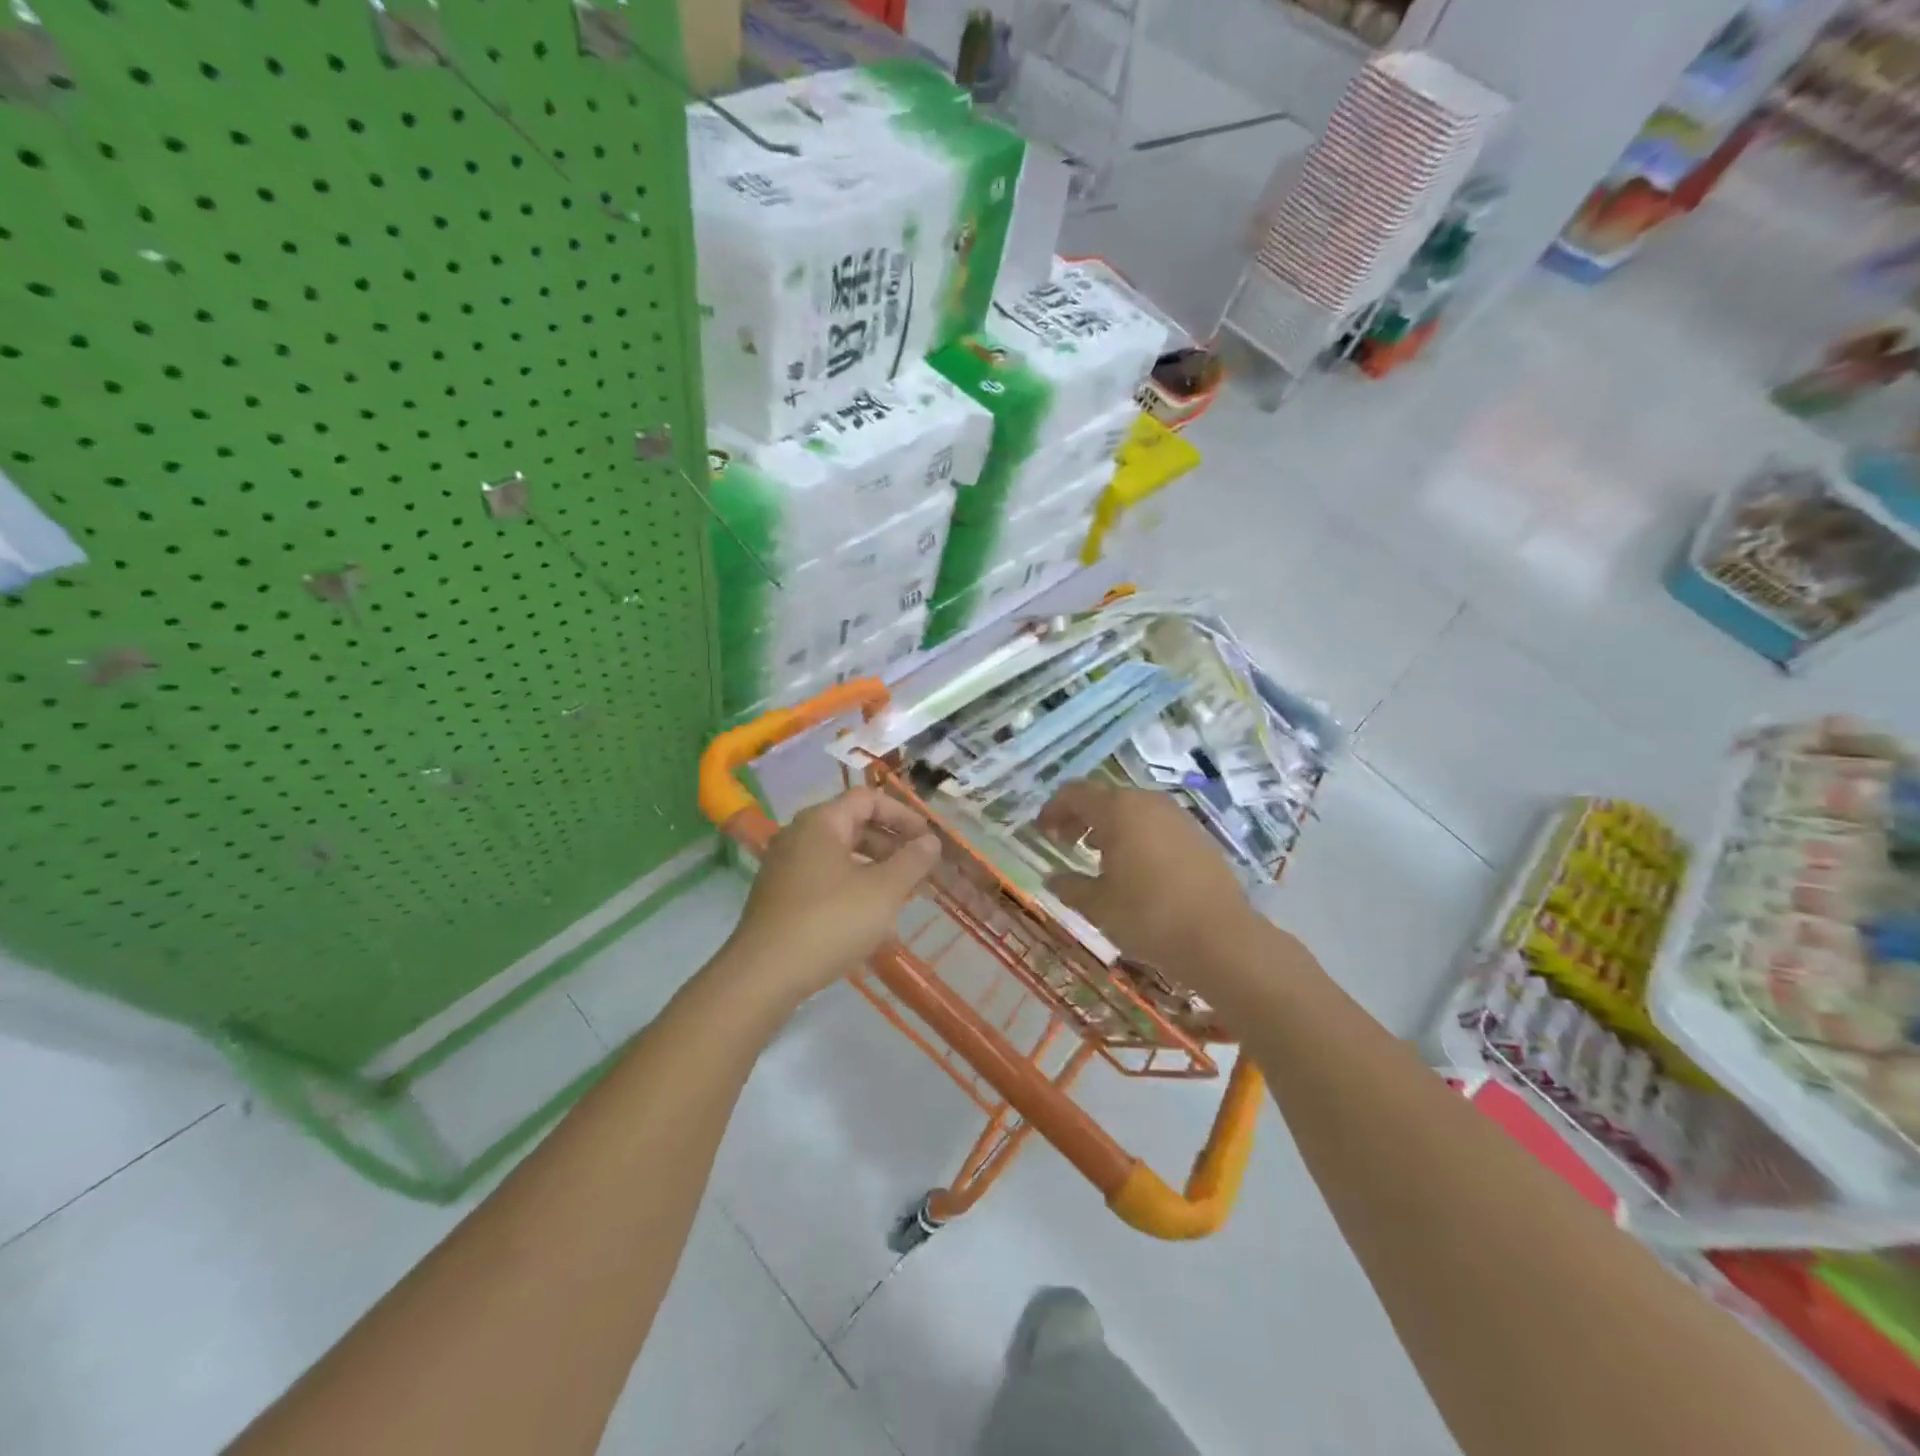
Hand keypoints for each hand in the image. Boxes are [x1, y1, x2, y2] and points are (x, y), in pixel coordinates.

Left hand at [723, 787, 940, 1005]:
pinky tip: (872, 929)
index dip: (903, 815)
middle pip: (854, 827)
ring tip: (901, 902)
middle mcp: (799, 836)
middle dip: (892, 848)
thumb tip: (930, 841)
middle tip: (919, 872)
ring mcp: (785, 869)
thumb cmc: (830, 921)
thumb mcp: (883, 891)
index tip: (928, 841)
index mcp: (821, 822)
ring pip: (841, 859)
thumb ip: (912, 861)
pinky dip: (853, 894)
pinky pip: (825, 884)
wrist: (764, 976)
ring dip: (875, 874)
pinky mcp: (780, 899)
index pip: (868, 799)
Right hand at [1037, 780, 1261, 978]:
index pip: (1075, 794)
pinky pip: (1155, 824)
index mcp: (1118, 811)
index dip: (1053, 809)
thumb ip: (1070, 886)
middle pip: (1104, 797)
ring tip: (1097, 855)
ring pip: (1132, 809)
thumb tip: (1051, 877)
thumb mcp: (1098, 905)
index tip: (1041, 831)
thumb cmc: (1149, 917)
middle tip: (1064, 842)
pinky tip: (1134, 866)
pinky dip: (1136, 834)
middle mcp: (1148, 802)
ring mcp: (1177, 816)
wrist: (1221, 938)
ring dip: (1108, 825)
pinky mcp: (1197, 835)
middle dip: (1080, 816)